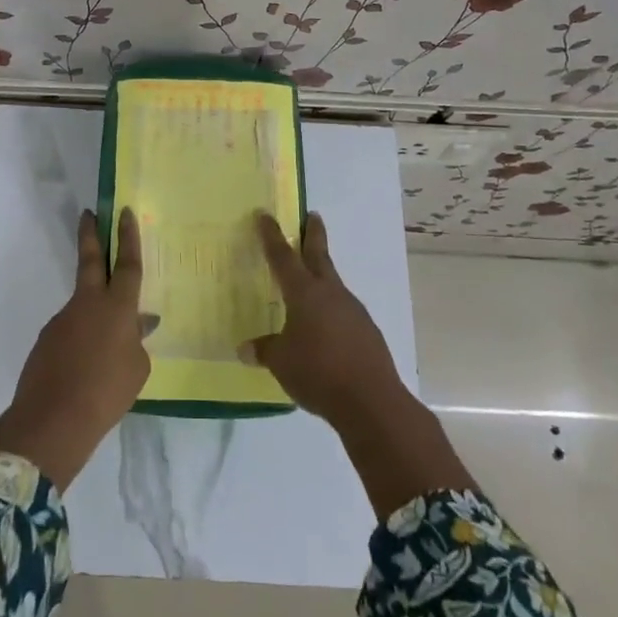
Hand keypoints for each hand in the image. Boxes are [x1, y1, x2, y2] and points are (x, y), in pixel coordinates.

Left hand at [0, 209, 148, 487]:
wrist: (53, 419)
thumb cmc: (107, 393)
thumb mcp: (137, 369)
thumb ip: (136, 341)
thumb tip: (137, 324)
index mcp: (117, 307)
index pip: (126, 264)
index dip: (128, 237)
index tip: (123, 212)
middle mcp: (88, 304)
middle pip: (90, 260)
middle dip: (91, 235)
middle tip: (89, 213)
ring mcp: (63, 319)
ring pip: (83, 304)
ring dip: (94, 312)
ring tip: (106, 348)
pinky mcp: (47, 339)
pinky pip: (71, 330)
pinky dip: (81, 340)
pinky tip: (87, 367)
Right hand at [251, 212, 473, 514]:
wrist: (371, 401)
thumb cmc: (318, 373)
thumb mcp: (281, 362)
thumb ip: (264, 350)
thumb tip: (246, 348)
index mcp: (304, 293)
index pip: (282, 257)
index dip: (272, 236)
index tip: (265, 215)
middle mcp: (330, 293)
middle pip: (319, 255)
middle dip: (313, 234)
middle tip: (312, 215)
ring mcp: (352, 310)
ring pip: (333, 283)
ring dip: (322, 274)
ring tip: (310, 280)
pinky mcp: (366, 330)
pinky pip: (343, 310)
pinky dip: (331, 308)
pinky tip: (325, 326)